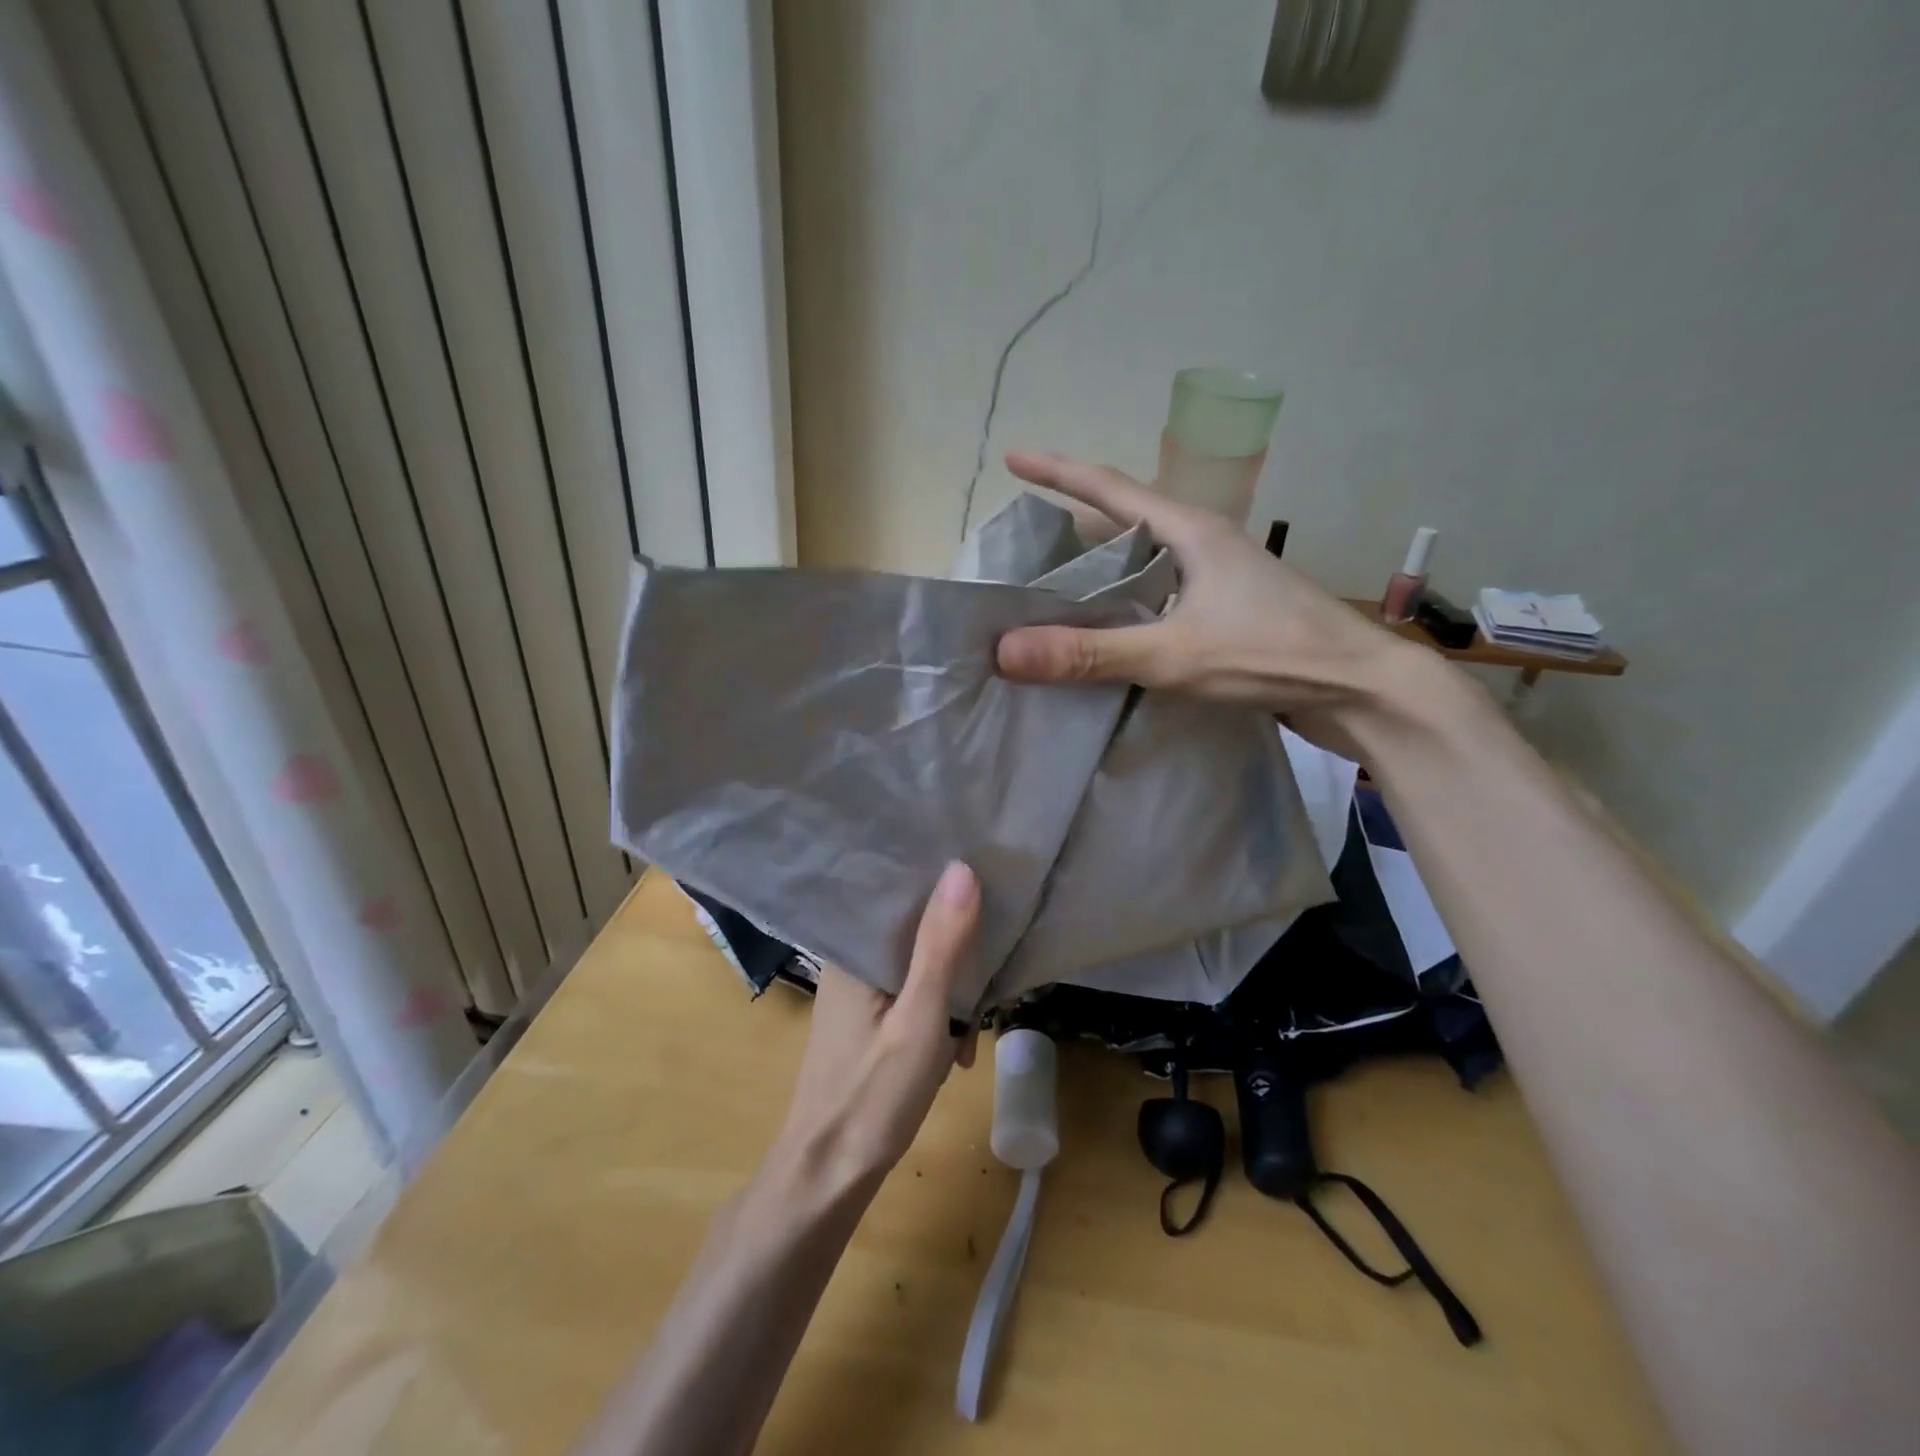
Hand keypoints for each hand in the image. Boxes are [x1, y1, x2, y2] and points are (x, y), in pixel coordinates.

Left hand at [775, 861, 981, 1188]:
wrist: (827, 1178)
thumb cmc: (873, 1097)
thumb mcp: (920, 1018)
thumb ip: (942, 945)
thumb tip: (962, 867)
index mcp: (853, 949)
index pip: (901, 891)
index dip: (944, 884)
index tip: (988, 881)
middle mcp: (850, 960)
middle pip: (915, 929)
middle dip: (957, 953)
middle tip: (987, 979)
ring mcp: (857, 992)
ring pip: (919, 965)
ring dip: (951, 994)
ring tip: (969, 1035)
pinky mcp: (866, 1019)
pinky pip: (911, 995)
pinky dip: (937, 1017)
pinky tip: (953, 1053)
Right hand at [993, 451, 1422, 749]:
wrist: (1361, 690)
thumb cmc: (1273, 654)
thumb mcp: (1173, 654)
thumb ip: (1091, 653)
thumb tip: (1005, 651)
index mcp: (1191, 531)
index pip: (1110, 487)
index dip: (1058, 472)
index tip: (1014, 460)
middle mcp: (1204, 545)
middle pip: (1125, 521)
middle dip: (1074, 526)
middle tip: (1026, 546)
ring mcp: (1219, 579)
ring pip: (1144, 562)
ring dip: (1101, 569)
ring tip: (1055, 590)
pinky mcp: (1227, 613)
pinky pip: (1160, 596)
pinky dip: (1126, 604)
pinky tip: (1109, 632)